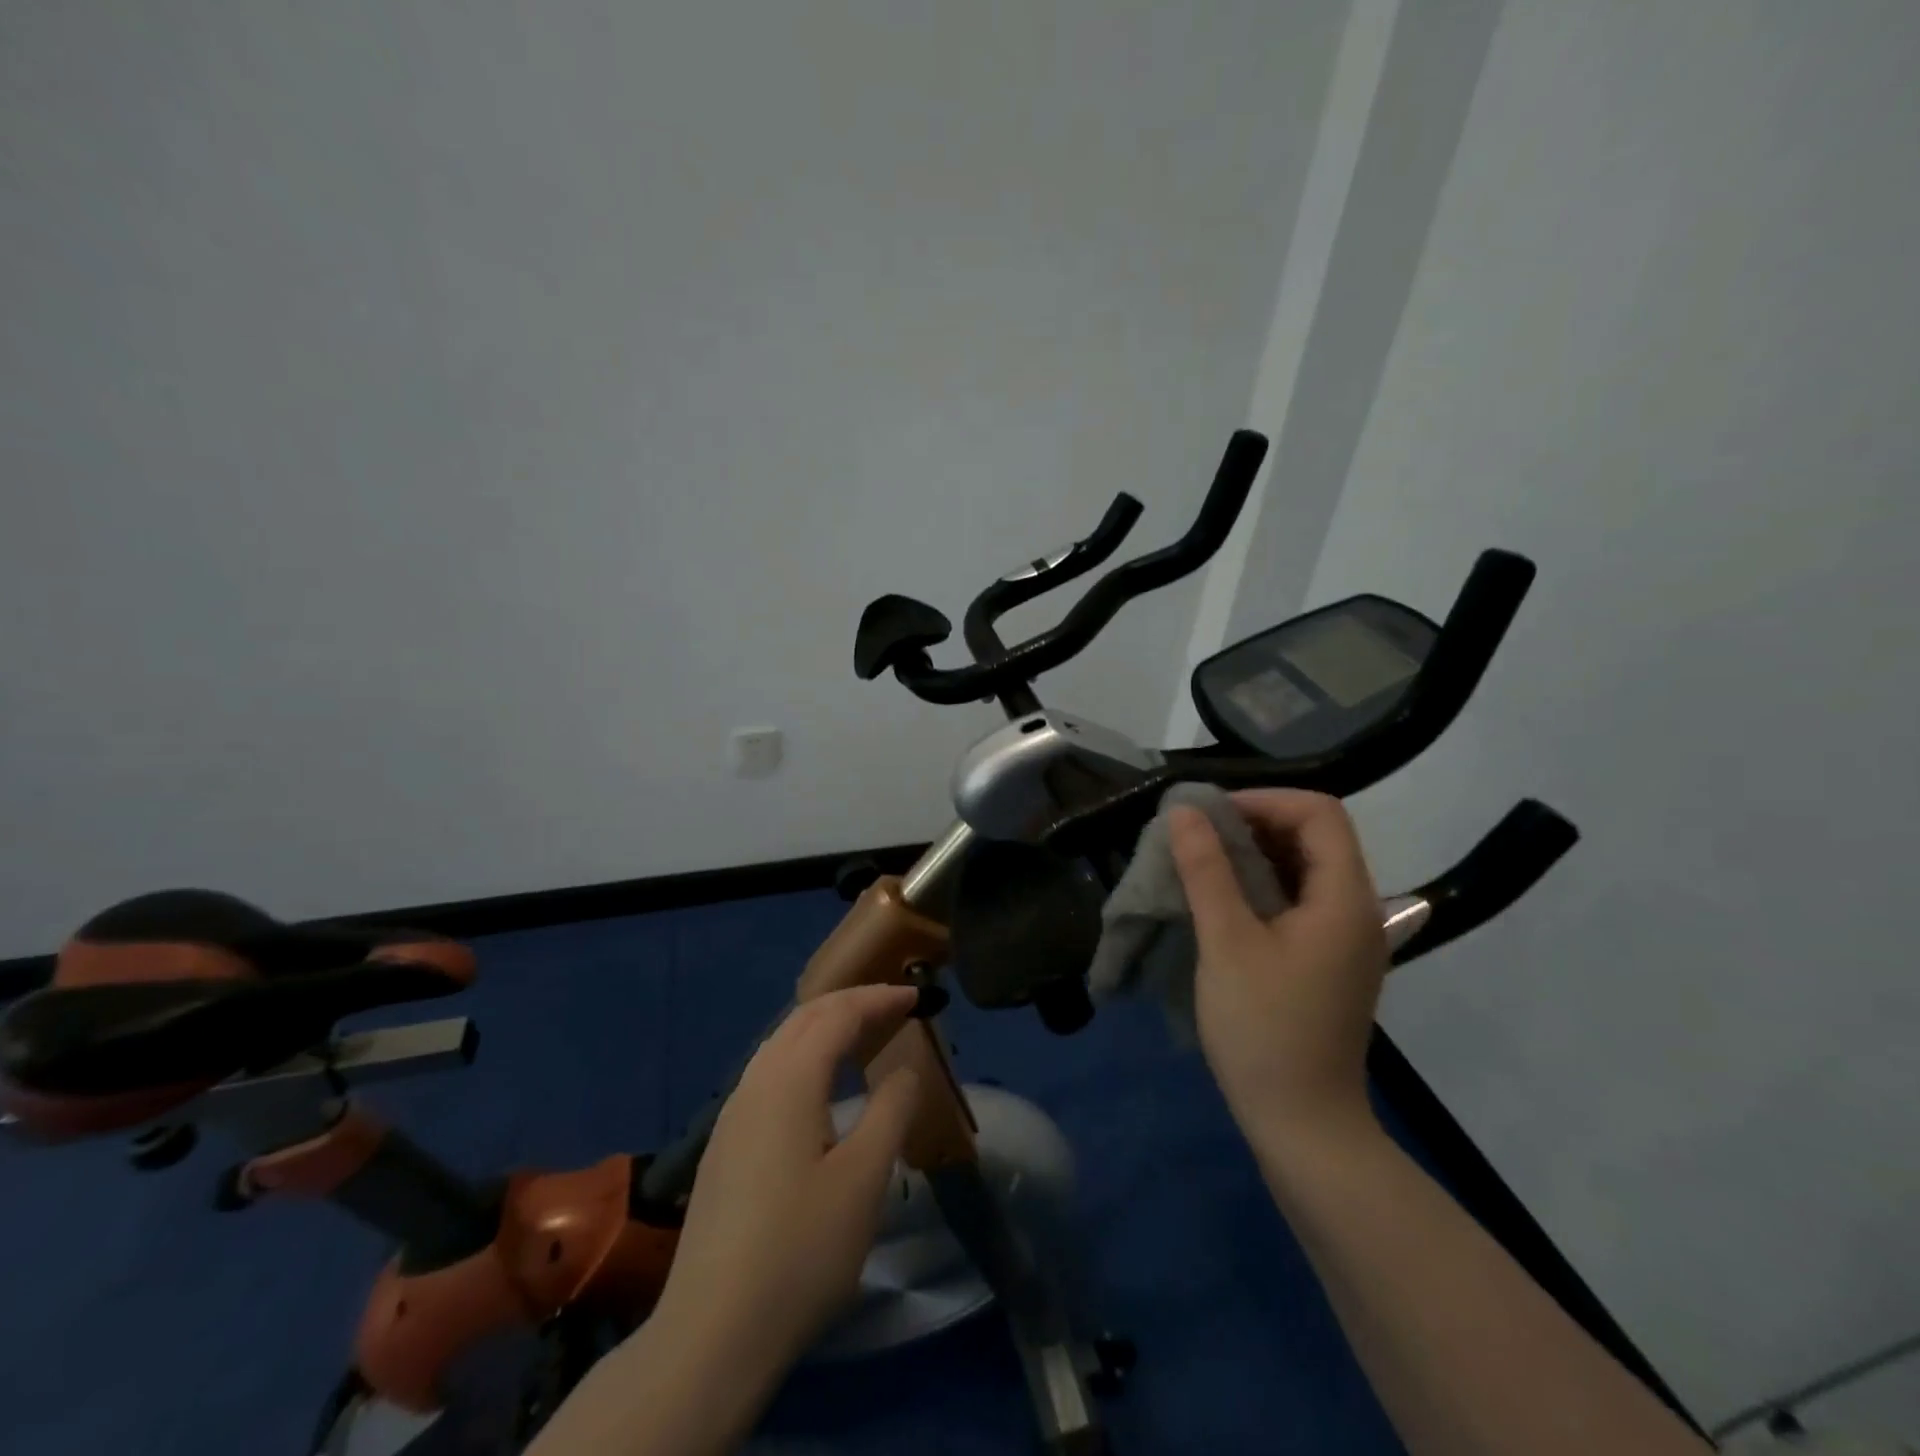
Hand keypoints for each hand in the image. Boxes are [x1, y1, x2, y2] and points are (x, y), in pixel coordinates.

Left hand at [651, 983, 926, 1376]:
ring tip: (862, 1036)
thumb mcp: (863, 1179)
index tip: (916, 996)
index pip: (838, 1014)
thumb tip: (904, 1069)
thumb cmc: (800, 1250)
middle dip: (850, 1002)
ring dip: (824, 1027)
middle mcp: (755, 1082)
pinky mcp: (724, 1144)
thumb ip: (891, 1112)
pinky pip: (769, 1071)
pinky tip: (819, 1086)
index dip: (878, 999)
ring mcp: (733, 1114)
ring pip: (781, 1043)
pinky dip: (804, 1055)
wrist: (711, 1333)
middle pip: (804, 1018)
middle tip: (893, 1007)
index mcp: (789, 1080)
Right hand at [1169, 790, 1388, 1145]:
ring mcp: (1345, 938)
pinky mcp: (1328, 960)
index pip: (1318, 813)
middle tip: (1197, 836)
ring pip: (1304, 868)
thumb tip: (1185, 812)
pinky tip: (1222, 899)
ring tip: (1201, 862)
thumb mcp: (1227, 942)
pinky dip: (1261, 885)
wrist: (1303, 1124)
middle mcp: (1357, 909)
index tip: (1209, 815)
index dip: (1263, 800)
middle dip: (1254, 823)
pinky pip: (1298, 900)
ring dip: (1254, 854)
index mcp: (1344, 898)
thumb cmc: (1263, 1029)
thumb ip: (1207, 870)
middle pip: (1314, 837)